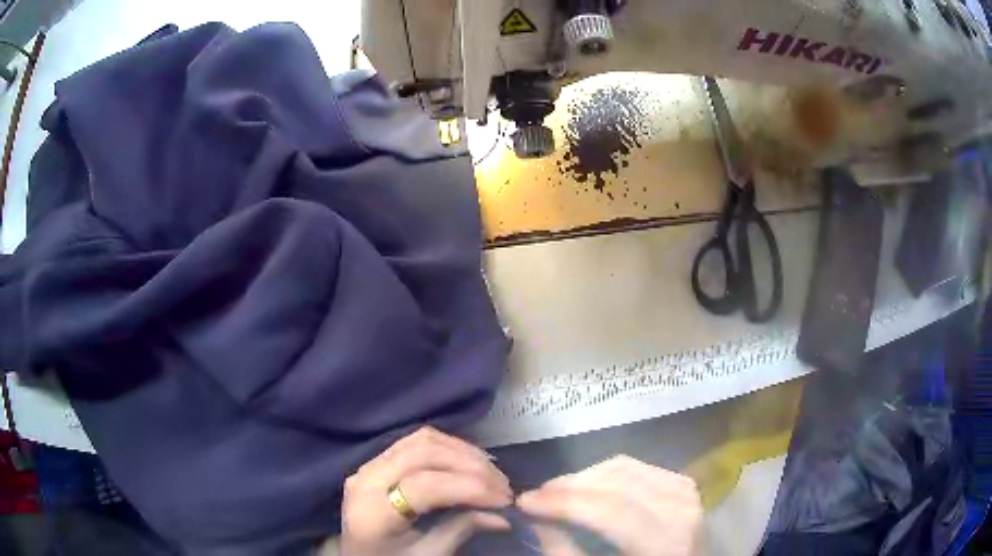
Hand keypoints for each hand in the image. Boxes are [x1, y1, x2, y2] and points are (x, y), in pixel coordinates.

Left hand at [339, 427, 512, 555]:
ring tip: (491, 472)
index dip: (468, 487)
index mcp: (373, 512)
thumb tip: (503, 516)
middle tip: (502, 486)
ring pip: (420, 440)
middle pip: (422, 454)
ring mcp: (368, 465)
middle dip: (470, 465)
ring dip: (462, 451)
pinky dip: (447, 446)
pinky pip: (414, 441)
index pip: (424, 486)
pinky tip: (468, 460)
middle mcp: (365, 480)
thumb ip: (462, 530)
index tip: (504, 499)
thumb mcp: (427, 555)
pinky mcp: (376, 460)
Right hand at [517, 455, 702, 555]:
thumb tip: (537, 518)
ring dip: (585, 477)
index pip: (609, 511)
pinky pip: (639, 467)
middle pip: (617, 483)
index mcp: (666, 543)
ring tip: (558, 491)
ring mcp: (687, 493)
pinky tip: (590, 486)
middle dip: (569, 486)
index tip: (524, 502)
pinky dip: (607, 473)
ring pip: (625, 467)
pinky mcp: (684, 484)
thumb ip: (567, 550)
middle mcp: (683, 510)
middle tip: (537, 496)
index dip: (563, 503)